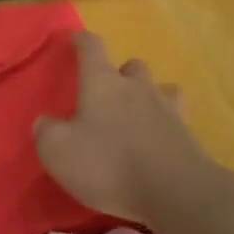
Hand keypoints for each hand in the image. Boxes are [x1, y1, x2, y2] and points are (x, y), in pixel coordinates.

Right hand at [34, 32, 214, 227]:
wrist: (176, 192)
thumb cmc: (109, 164)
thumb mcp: (59, 152)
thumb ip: (46, 132)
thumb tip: (44, 122)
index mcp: (102, 83)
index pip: (91, 47)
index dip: (81, 41)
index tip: (74, 40)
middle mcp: (137, 88)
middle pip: (132, 66)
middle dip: (121, 73)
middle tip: (109, 93)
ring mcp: (168, 110)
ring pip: (160, 89)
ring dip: (148, 97)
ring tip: (138, 117)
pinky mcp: (189, 137)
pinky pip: (175, 121)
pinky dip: (164, 127)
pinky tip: (156, 144)